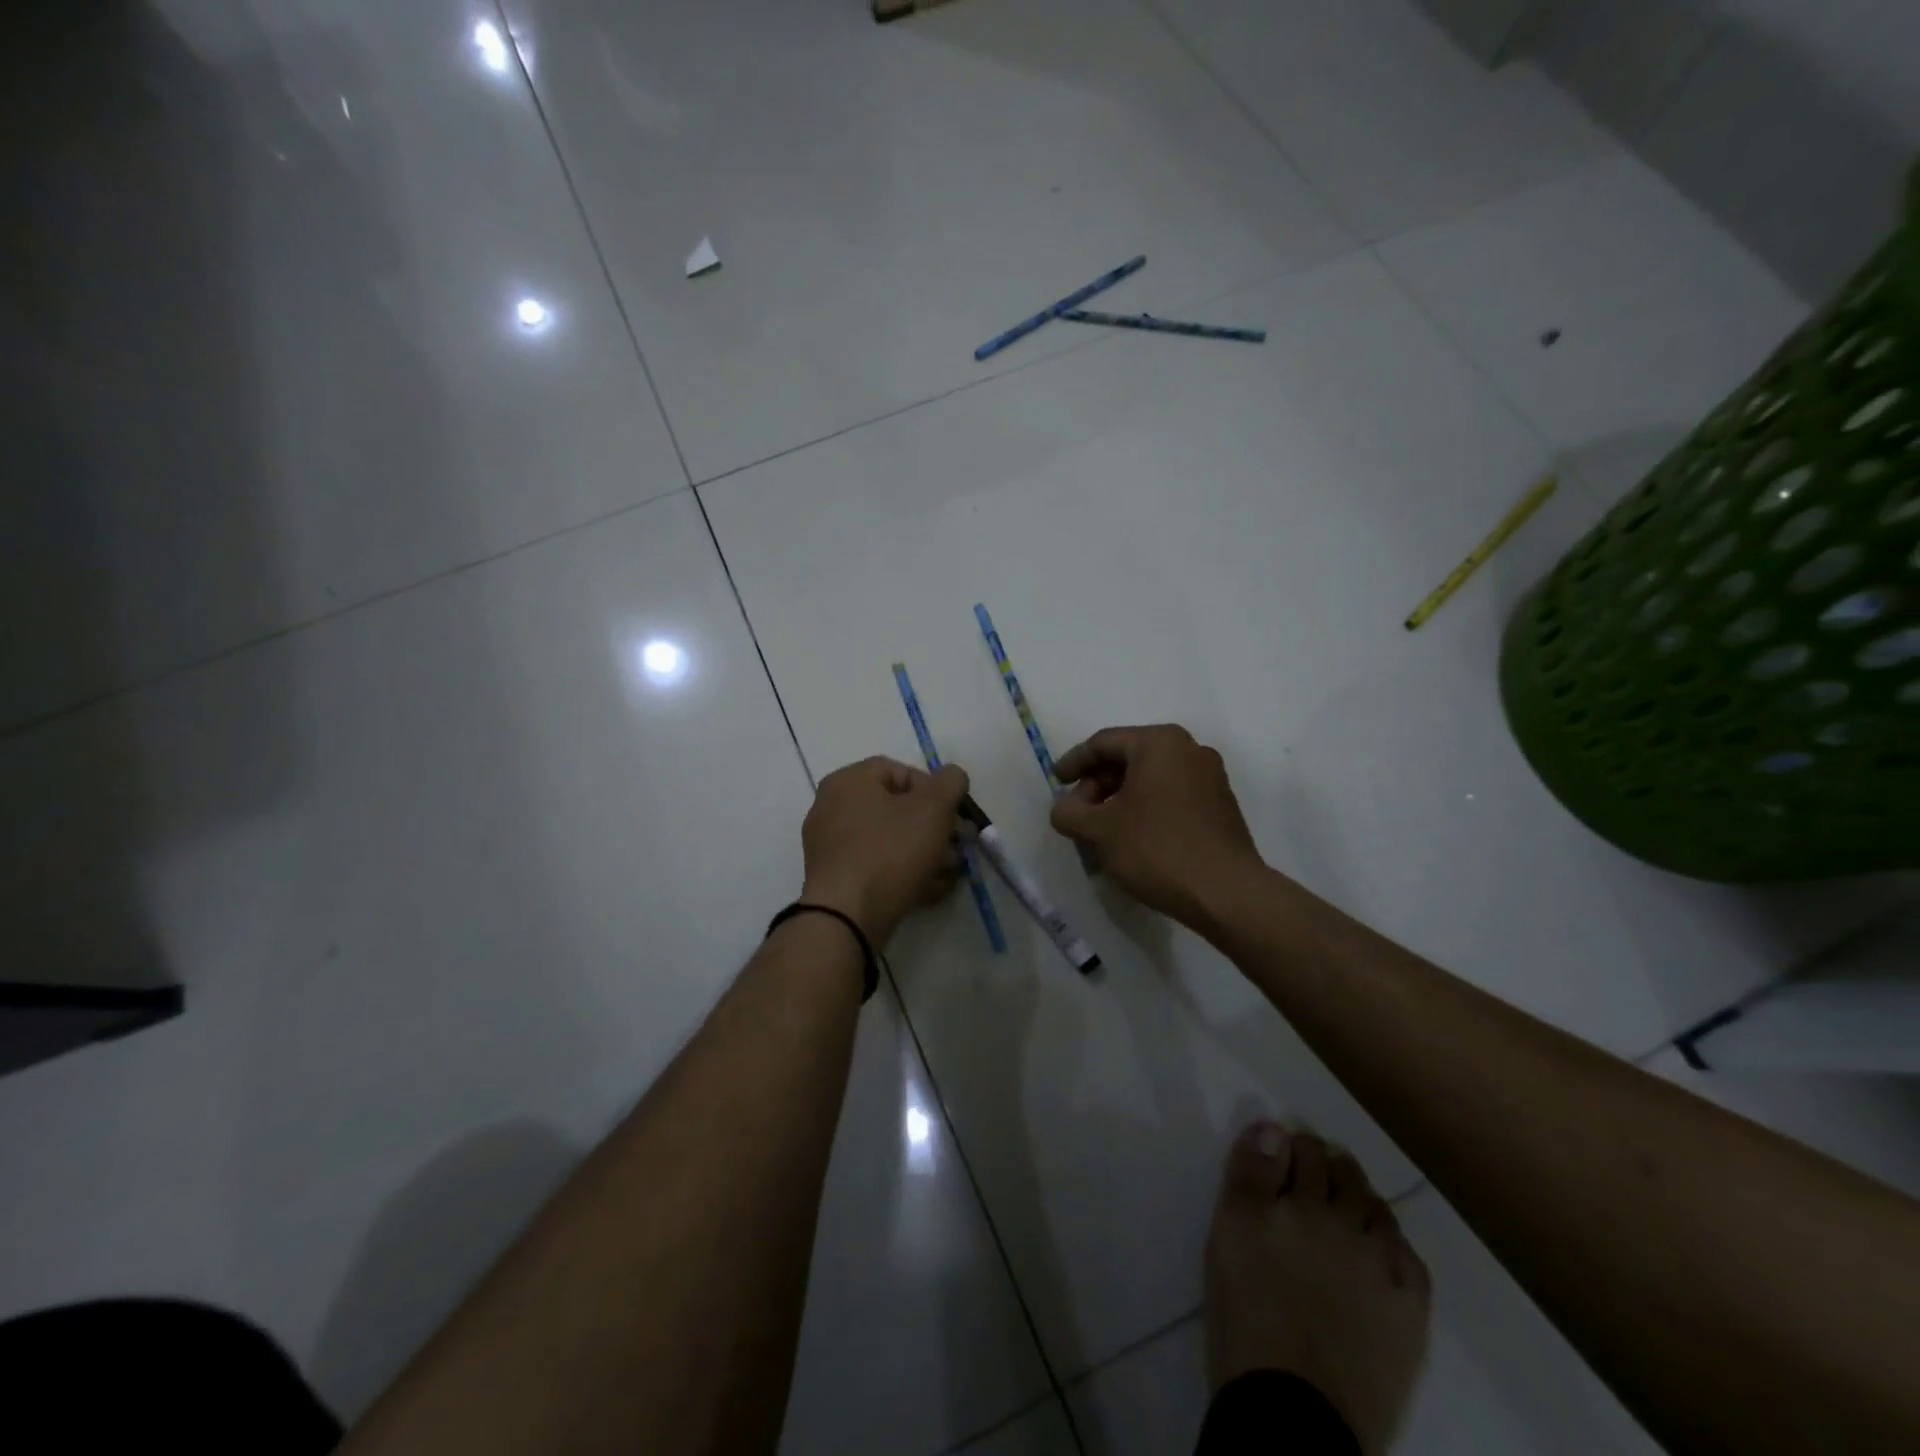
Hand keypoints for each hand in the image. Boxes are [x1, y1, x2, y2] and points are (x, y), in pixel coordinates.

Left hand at [801, 757, 968, 947]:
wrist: (847, 916)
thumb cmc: (891, 851)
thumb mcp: (934, 808)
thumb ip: (951, 782)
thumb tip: (952, 776)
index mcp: (849, 781)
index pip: (899, 771)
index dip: (934, 789)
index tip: (953, 815)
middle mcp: (833, 807)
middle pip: (895, 808)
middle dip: (933, 827)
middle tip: (957, 846)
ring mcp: (830, 846)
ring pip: (889, 840)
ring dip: (924, 853)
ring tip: (949, 872)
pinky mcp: (835, 879)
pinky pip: (876, 866)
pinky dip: (904, 873)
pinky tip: (931, 890)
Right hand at [1049, 725, 1263, 929]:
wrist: (1226, 892)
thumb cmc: (1156, 849)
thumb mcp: (1098, 831)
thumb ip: (1068, 812)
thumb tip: (1065, 807)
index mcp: (1159, 743)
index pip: (1103, 743)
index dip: (1073, 763)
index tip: (1056, 783)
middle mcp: (1189, 749)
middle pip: (1129, 757)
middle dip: (1098, 783)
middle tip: (1079, 812)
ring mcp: (1210, 776)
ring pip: (1151, 777)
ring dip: (1121, 797)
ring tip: (1103, 828)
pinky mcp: (1221, 803)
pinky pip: (1172, 794)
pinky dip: (1147, 807)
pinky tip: (1134, 836)